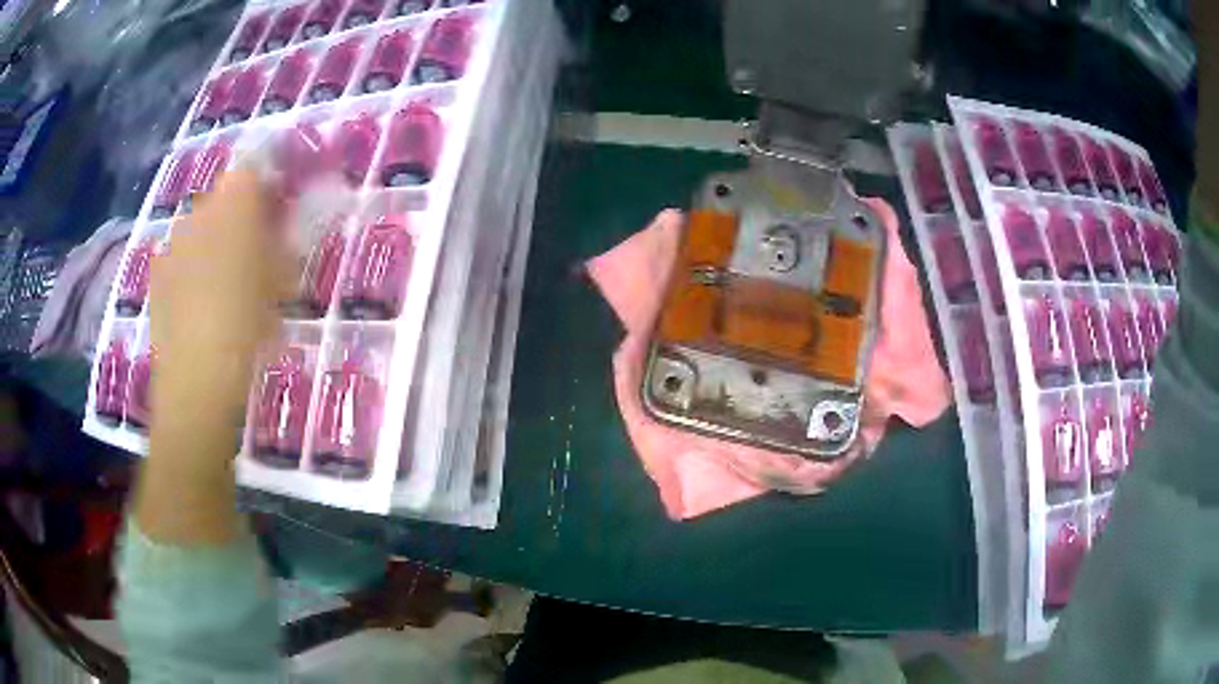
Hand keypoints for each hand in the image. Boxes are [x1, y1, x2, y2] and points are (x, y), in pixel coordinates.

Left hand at [149, 169, 291, 423]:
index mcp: (233, 203)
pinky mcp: (155, 273)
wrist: (197, 377)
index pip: (252, 173)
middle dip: (237, 218)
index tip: (275, 218)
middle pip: (221, 199)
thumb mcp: (280, 280)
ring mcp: (172, 241)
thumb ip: (280, 241)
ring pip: (197, 229)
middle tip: (252, 256)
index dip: (265, 191)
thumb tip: (279, 225)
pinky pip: (178, 257)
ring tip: (222, 286)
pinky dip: (189, 269)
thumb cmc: (248, 324)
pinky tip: (197, 303)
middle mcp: (198, 210)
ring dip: (211, 244)